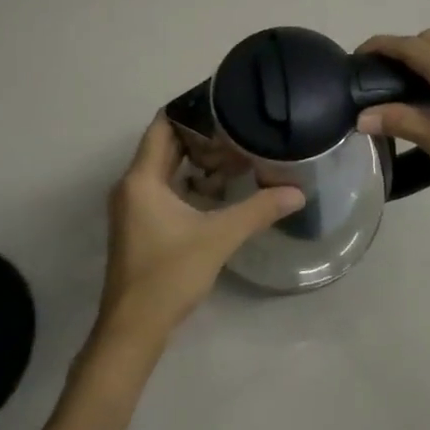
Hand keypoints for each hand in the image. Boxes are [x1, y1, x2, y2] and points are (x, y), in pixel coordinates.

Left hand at [94, 115, 303, 353]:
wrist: (133, 329)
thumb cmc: (169, 274)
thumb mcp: (218, 238)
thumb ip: (257, 210)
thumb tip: (297, 192)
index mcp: (141, 179)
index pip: (162, 126)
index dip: (190, 110)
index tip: (222, 100)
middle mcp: (132, 185)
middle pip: (165, 145)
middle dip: (200, 135)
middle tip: (238, 125)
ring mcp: (134, 206)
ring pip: (165, 168)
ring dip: (196, 160)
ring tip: (236, 152)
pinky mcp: (140, 224)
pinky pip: (164, 188)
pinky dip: (189, 181)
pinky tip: (220, 188)